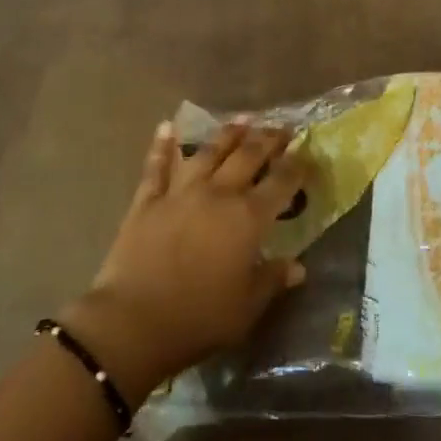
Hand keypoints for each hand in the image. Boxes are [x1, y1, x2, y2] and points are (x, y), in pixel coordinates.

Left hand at [60, 119, 308, 404]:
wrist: (133, 322)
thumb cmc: (198, 319)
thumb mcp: (247, 308)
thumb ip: (272, 280)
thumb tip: (298, 266)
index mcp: (248, 218)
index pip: (281, 182)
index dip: (296, 165)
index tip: (306, 152)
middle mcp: (218, 194)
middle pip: (248, 156)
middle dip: (268, 139)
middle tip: (282, 129)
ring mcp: (181, 192)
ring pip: (209, 152)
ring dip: (228, 133)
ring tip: (243, 119)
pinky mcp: (148, 200)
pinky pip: (157, 166)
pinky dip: (162, 145)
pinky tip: (166, 126)